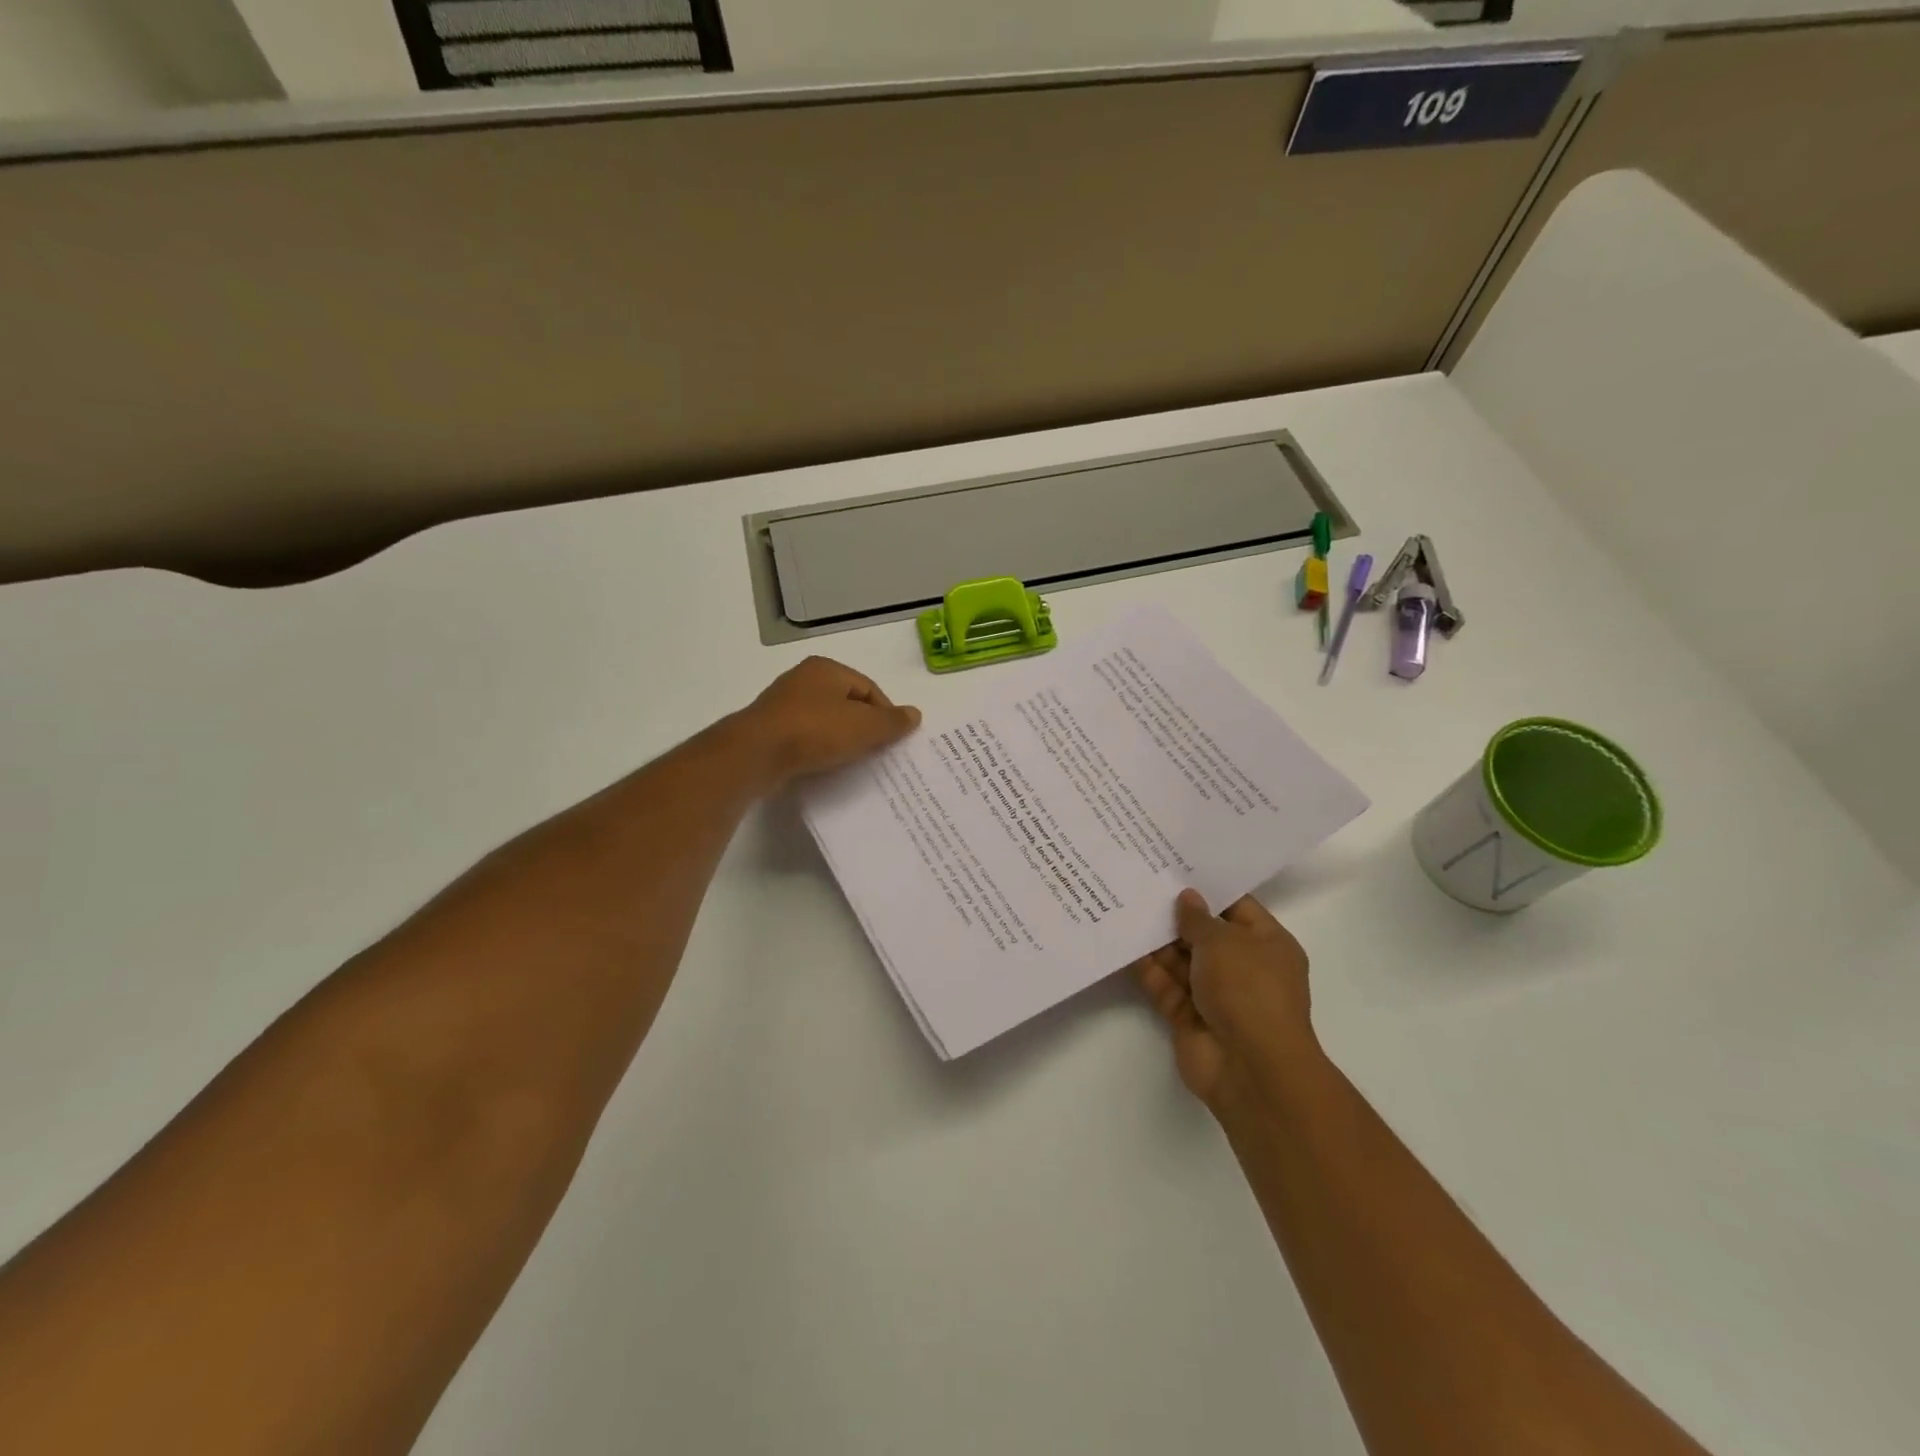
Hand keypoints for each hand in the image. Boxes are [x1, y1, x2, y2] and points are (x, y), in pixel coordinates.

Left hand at [733, 656, 920, 788]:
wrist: (756, 754)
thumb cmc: (815, 731)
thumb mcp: (864, 727)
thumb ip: (892, 722)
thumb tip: (914, 715)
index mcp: (827, 669)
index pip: (869, 688)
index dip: (886, 714)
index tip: (894, 740)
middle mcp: (803, 680)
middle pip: (847, 704)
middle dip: (864, 727)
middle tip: (877, 753)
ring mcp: (783, 705)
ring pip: (825, 721)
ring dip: (841, 740)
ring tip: (853, 762)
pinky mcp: (770, 730)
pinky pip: (805, 738)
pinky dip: (819, 750)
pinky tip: (825, 766)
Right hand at [1130, 889, 1318, 1115]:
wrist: (1251, 1068)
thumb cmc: (1248, 990)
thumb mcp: (1224, 941)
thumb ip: (1198, 918)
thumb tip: (1186, 898)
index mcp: (1267, 945)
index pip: (1236, 907)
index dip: (1207, 889)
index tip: (1174, 868)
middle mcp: (1243, 967)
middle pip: (1205, 934)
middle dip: (1175, 915)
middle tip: (1141, 884)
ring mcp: (1216, 995)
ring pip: (1181, 961)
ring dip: (1157, 941)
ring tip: (1126, 908)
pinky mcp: (1190, 1017)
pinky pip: (1166, 986)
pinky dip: (1148, 970)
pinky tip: (1125, 945)